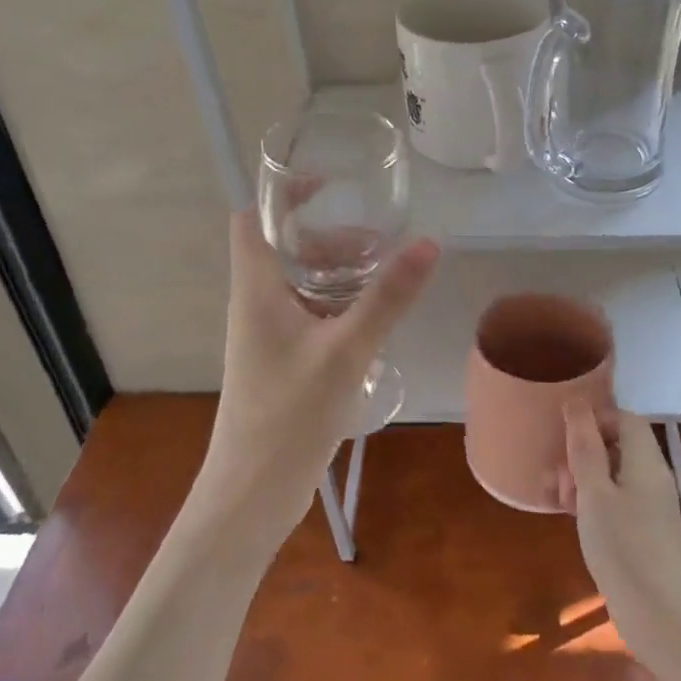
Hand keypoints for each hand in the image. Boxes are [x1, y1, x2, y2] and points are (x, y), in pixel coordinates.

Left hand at [194, 209, 438, 549]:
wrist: (253, 494)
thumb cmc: (290, 414)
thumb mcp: (346, 350)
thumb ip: (387, 298)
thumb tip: (428, 243)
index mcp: (256, 289)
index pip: (252, 219)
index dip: (284, 195)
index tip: (330, 186)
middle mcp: (256, 305)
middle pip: (286, 249)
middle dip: (330, 238)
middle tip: (379, 244)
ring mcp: (268, 337)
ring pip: (302, 285)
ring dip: (339, 274)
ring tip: (386, 279)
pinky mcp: (283, 364)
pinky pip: (311, 317)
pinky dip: (339, 307)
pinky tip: (374, 322)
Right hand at [559, 399, 680, 658]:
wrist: (662, 618)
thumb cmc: (624, 548)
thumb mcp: (594, 493)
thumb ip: (585, 446)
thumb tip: (576, 402)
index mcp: (645, 461)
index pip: (624, 418)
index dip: (593, 419)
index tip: (563, 438)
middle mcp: (652, 477)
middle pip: (616, 445)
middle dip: (581, 453)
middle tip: (556, 477)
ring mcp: (650, 506)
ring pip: (612, 475)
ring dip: (581, 479)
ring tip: (557, 500)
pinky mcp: (643, 531)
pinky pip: (615, 500)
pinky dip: (592, 502)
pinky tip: (571, 517)